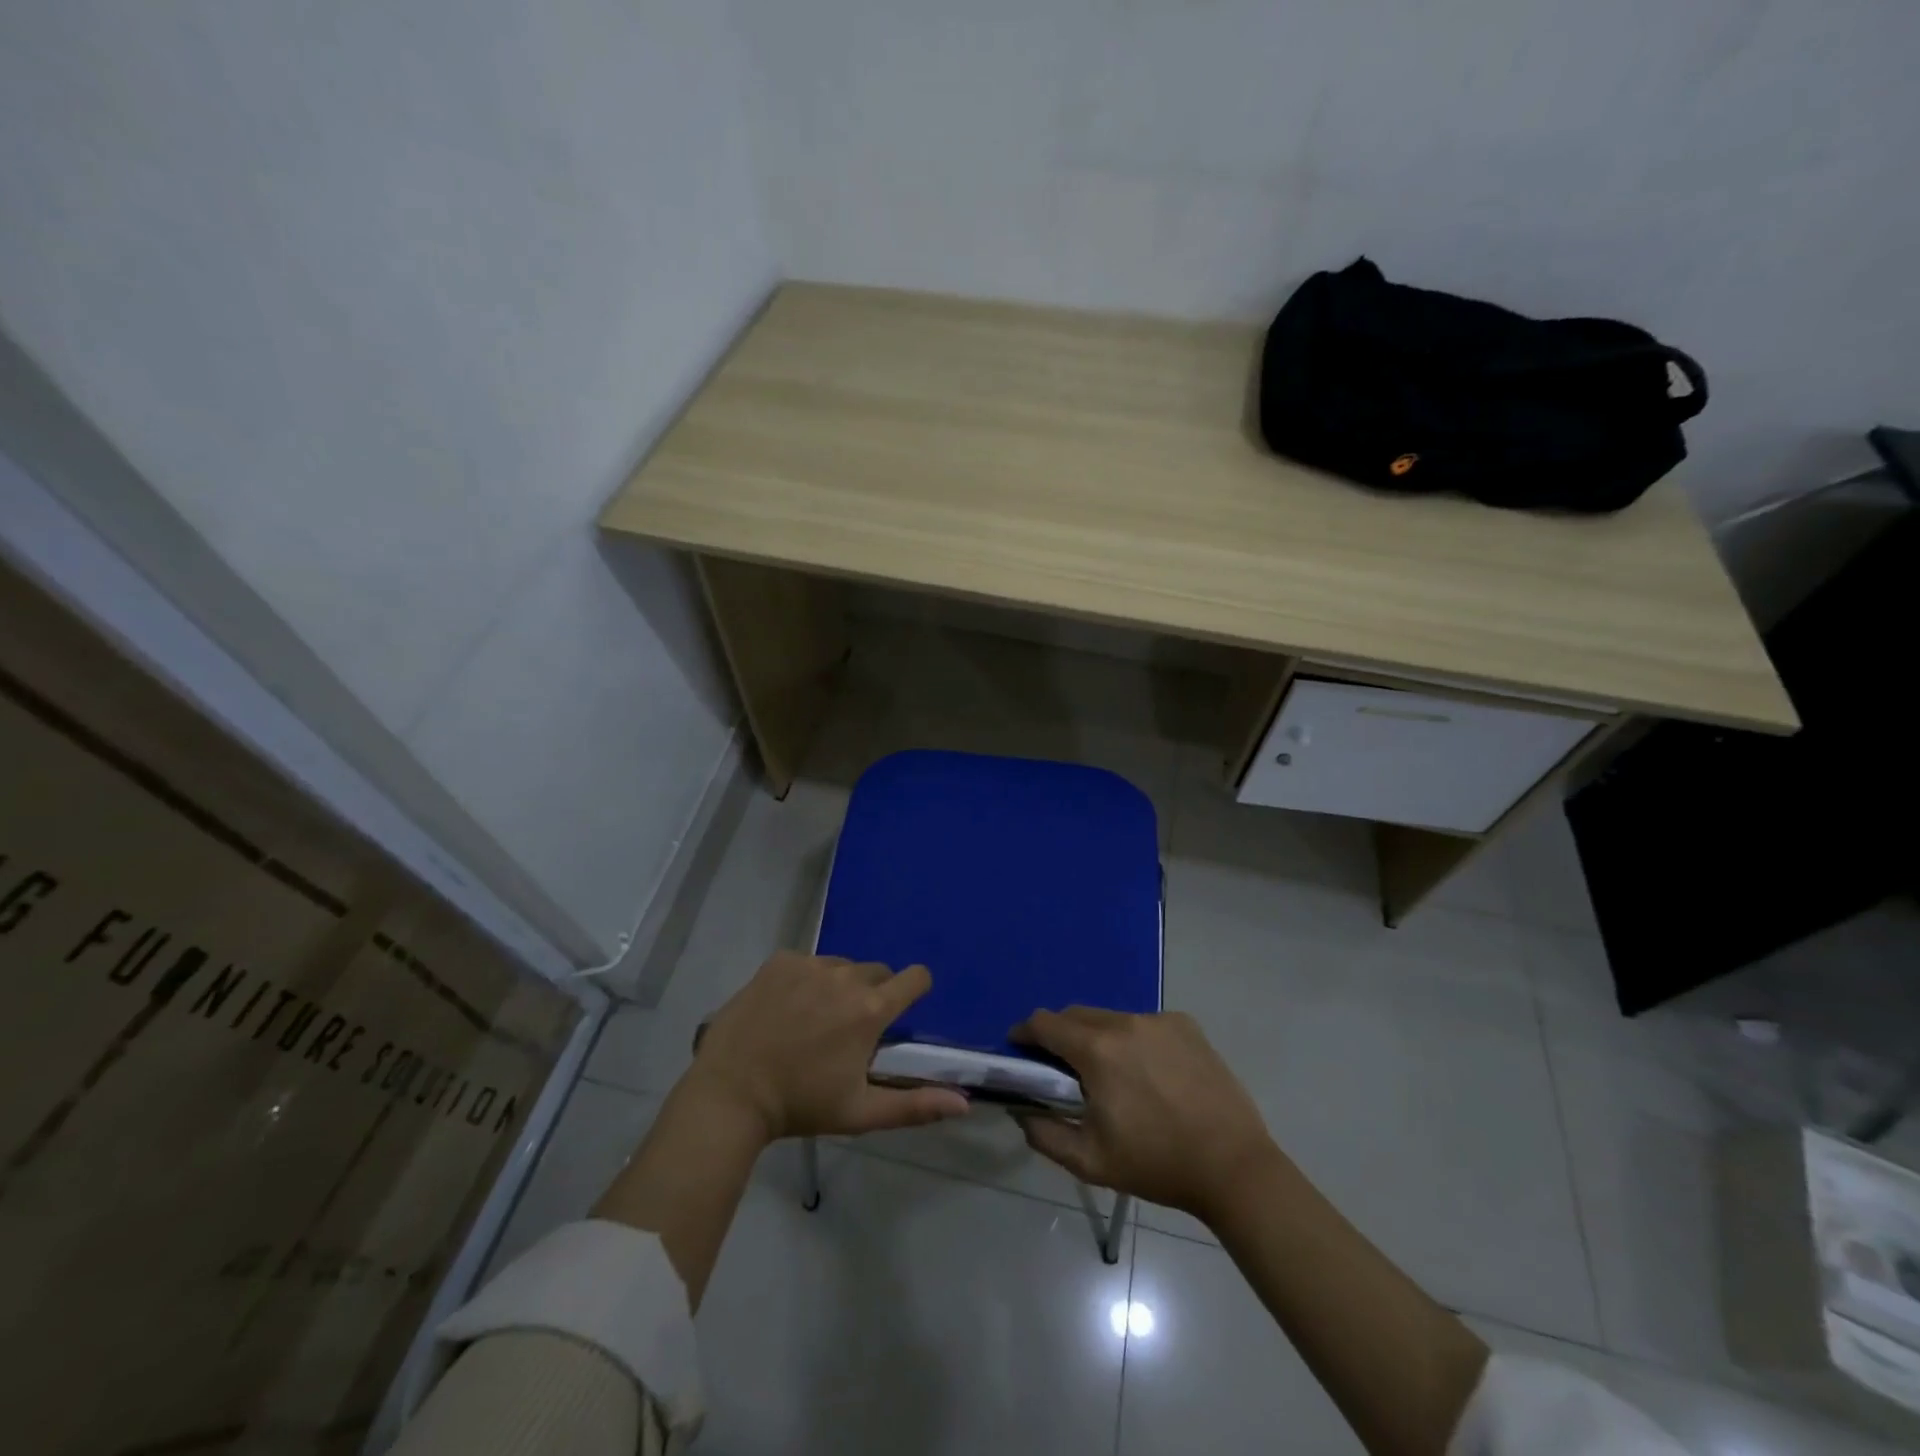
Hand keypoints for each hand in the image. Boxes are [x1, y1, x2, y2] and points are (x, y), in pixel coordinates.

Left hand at [686, 951, 968, 1141]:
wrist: (731, 1093)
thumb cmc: (801, 1105)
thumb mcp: (861, 1112)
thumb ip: (916, 1105)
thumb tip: (964, 1103)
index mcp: (871, 1009)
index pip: (915, 977)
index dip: (915, 989)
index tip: (902, 1008)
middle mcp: (846, 976)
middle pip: (877, 972)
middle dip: (872, 994)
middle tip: (849, 1028)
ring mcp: (810, 964)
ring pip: (841, 966)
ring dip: (838, 986)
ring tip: (813, 1019)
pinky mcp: (780, 961)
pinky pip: (807, 962)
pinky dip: (805, 980)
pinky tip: (786, 1009)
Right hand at [1011, 1007, 1274, 1223]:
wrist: (1233, 1166)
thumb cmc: (1157, 1165)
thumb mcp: (1090, 1161)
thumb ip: (1045, 1134)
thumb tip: (1022, 1112)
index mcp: (1097, 1051)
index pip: (1045, 1022)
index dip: (1026, 1033)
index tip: (1021, 1049)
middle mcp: (1125, 1022)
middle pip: (1076, 1014)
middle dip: (1060, 1034)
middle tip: (1063, 1068)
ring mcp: (1158, 1020)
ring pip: (1111, 1018)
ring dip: (1098, 1037)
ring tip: (1111, 1074)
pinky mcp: (1186, 1025)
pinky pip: (1144, 1024)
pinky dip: (1134, 1040)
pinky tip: (1150, 1074)